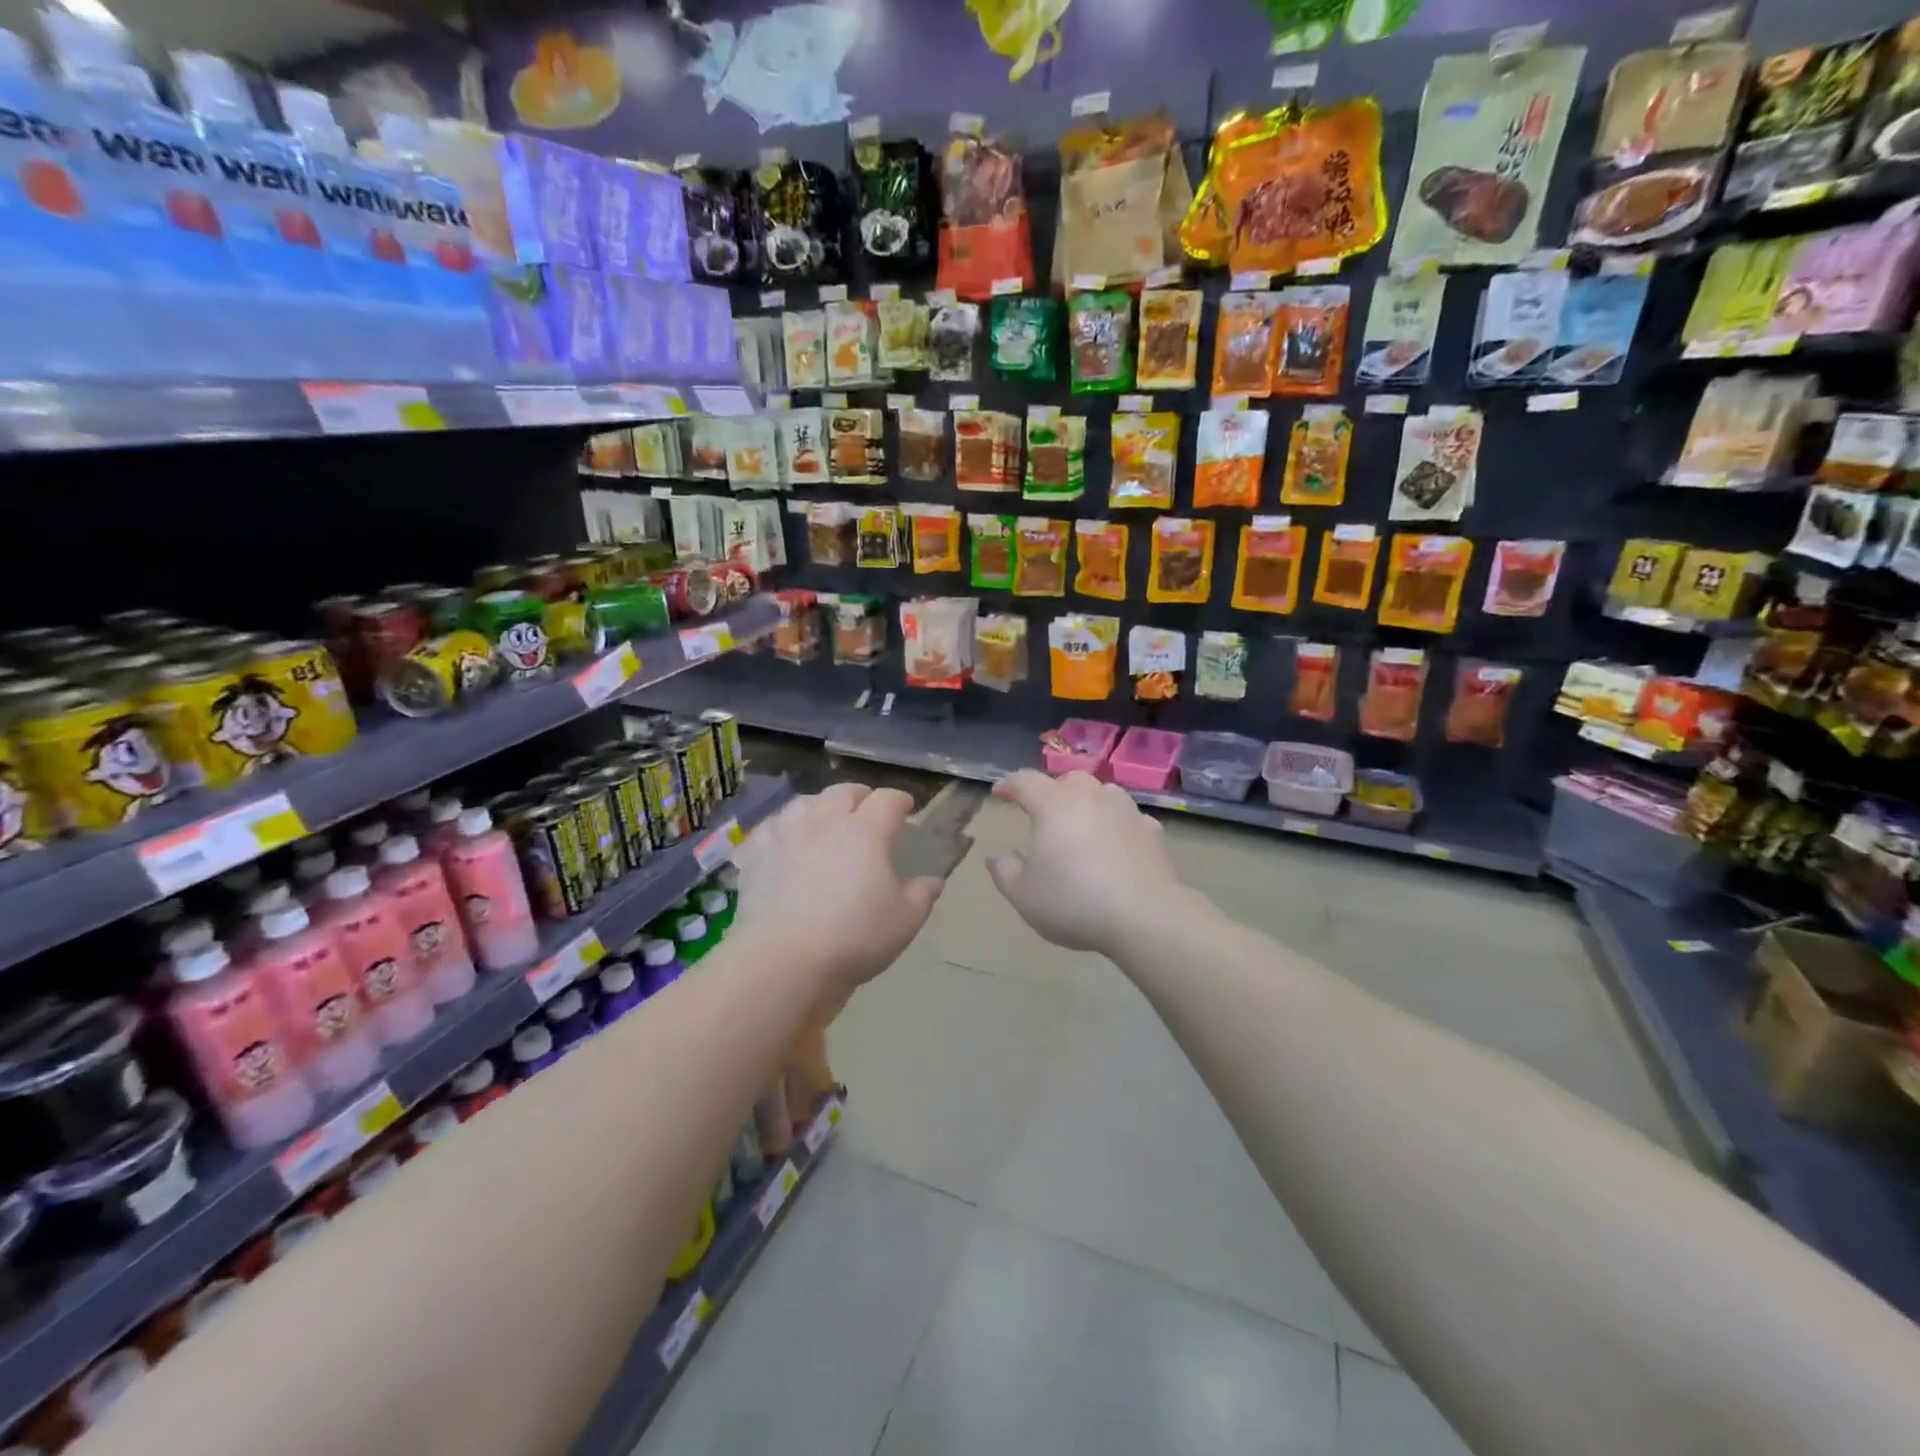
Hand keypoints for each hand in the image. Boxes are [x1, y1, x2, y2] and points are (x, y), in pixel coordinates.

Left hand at [730, 783, 942, 1003]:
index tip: (906, 808)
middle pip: (843, 792)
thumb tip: (933, 882)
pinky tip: (782, 839)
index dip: (900, 801)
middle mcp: (824, 822)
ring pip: (804, 803)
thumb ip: (921, 896)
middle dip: (860, 796)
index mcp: (865, 831)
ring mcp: (785, 835)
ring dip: (819, 806)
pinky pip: (768, 828)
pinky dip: (780, 828)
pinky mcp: (754, 855)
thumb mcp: (903, 922)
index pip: (887, 800)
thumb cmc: (853, 938)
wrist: (783, 959)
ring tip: (824, 819)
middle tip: (866, 809)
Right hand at [985, 770, 1184, 956]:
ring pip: (1103, 793)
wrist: (1144, 916)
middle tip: (1043, 811)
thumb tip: (997, 855)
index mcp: (1053, 804)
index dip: (1009, 785)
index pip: (1025, 781)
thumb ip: (1004, 870)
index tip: (999, 794)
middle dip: (1052, 790)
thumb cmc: (1073, 901)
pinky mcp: (1152, 831)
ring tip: (1081, 825)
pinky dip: (1117, 825)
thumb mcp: (1023, 894)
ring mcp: (1126, 811)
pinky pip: (1128, 819)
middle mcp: (1091, 797)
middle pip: (1069, 780)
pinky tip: (1116, 844)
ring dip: (1088, 803)